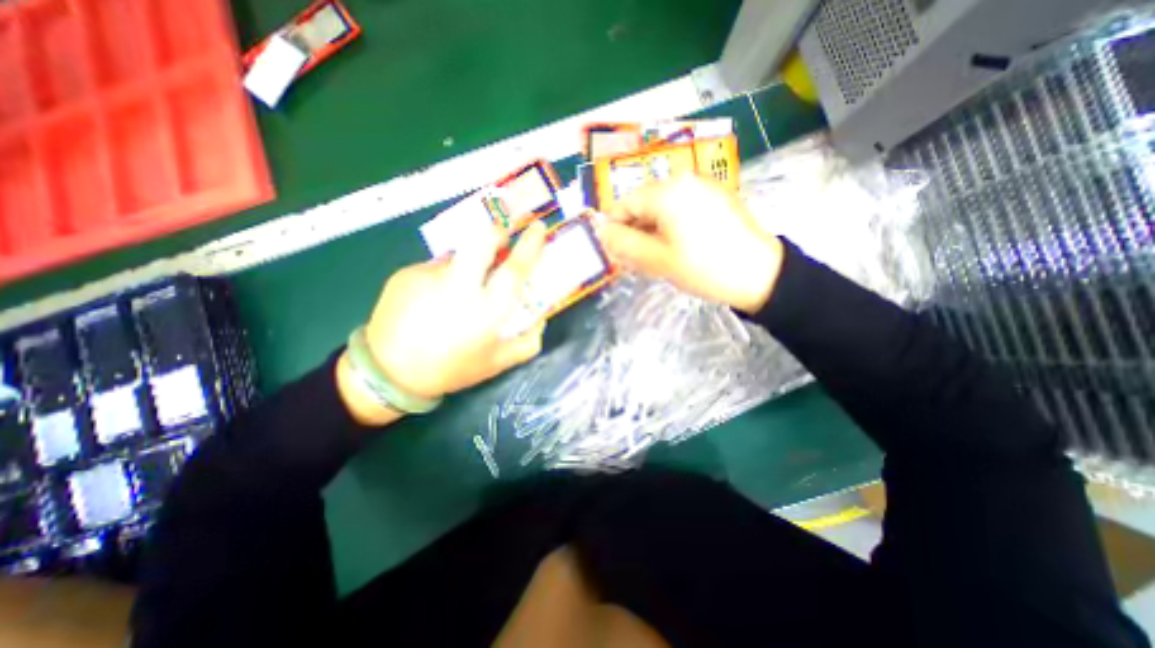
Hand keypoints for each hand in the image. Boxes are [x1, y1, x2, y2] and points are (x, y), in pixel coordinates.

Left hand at [336, 222, 545, 423]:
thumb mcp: (497, 363)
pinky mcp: (407, 274)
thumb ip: (527, 342)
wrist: (388, 374)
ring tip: (458, 295)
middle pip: (482, 241)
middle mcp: (458, 287)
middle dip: (498, 230)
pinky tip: (434, 302)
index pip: (513, 269)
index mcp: (485, 311)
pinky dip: (444, 279)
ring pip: (459, 256)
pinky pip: (436, 269)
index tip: (538, 227)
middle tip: (503, 236)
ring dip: (469, 266)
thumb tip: (541, 319)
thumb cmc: (451, 369)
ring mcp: (429, 276)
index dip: (530, 246)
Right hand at [595, 175, 785, 311]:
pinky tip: (677, 247)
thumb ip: (624, 244)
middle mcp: (685, 180)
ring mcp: (704, 187)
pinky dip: (671, 226)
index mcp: (668, 191)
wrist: (761, 275)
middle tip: (635, 260)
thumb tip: (601, 231)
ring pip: (663, 207)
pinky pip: (682, 208)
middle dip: (635, 231)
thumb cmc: (704, 268)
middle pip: (644, 203)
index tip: (615, 253)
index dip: (615, 228)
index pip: (625, 203)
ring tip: (656, 257)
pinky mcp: (716, 198)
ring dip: (652, 231)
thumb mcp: (657, 259)